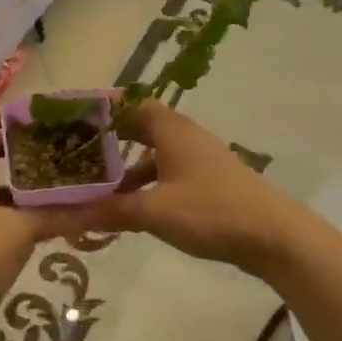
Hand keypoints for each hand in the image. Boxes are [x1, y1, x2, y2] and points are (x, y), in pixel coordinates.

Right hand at [58, 102, 303, 276]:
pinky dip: (147, 186)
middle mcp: (185, 137)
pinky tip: (133, 211)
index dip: (105, 108)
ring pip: (154, 156)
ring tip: (97, 189)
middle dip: (111, 141)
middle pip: (141, 128)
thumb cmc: (211, 211)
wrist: (274, 236)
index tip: (75, 117)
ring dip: (127, 169)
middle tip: (77, 153)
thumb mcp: (155, 211)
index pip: (132, 104)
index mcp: (171, 130)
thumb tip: (66, 215)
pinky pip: (168, 175)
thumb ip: (111, 211)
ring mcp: (199, 160)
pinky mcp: (209, 183)